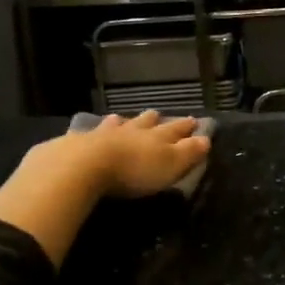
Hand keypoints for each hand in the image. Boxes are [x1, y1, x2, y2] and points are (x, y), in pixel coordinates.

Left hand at [68, 110, 211, 197]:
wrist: (85, 165)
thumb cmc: (135, 169)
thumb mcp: (171, 164)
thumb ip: (188, 152)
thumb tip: (206, 138)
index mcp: (156, 137)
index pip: (176, 129)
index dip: (186, 126)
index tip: (194, 121)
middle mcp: (132, 130)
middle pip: (145, 122)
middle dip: (154, 119)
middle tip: (158, 114)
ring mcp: (104, 134)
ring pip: (118, 124)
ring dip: (124, 122)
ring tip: (123, 118)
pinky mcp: (78, 143)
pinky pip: (89, 134)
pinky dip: (94, 131)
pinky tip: (88, 131)